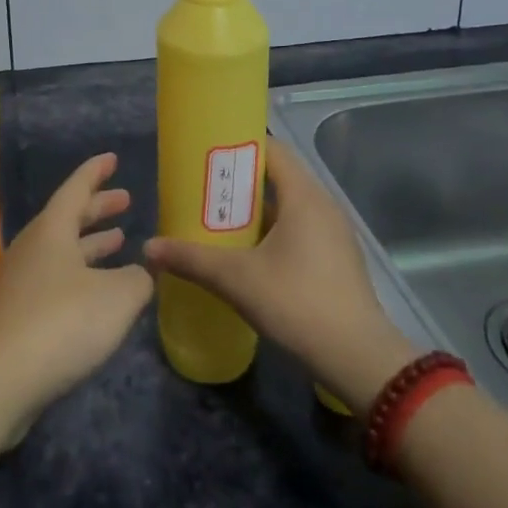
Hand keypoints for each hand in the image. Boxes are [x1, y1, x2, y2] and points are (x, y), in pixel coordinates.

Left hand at [0, 153, 152, 431]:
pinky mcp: (16, 316)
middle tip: (124, 199)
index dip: (96, 172)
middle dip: (98, 208)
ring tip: (119, 241)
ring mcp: (20, 282)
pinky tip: (98, 295)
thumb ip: (137, 279)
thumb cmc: (61, 323)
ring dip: (90, 244)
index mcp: (52, 230)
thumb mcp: (117, 297)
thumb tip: (142, 272)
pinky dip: (80, 276)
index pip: (76, 188)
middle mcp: (32, 248)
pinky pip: (54, 281)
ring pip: (61, 251)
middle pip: (68, 218)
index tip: (111, 158)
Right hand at [145, 136, 418, 411]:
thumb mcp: (237, 279)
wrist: (358, 359)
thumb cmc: (297, 303)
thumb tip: (149, 248)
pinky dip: (274, 230)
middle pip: (278, 176)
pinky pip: (300, 228)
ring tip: (220, 220)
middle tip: (204, 190)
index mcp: (304, 195)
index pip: (272, 150)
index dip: (239, 148)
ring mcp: (334, 232)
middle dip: (241, 181)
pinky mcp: (337, 258)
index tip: (207, 156)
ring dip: (257, 209)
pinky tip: (249, 253)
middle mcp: (323, 204)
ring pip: (289, 205)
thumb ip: (192, 259)